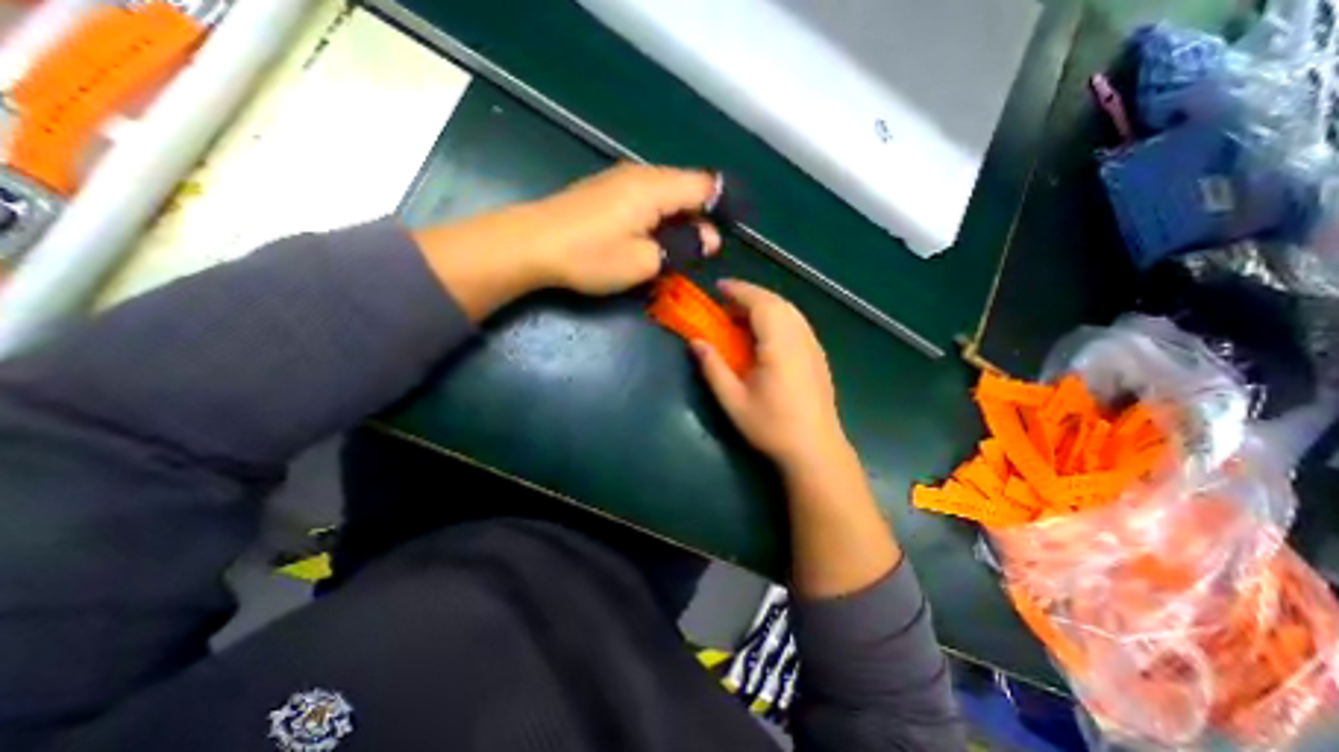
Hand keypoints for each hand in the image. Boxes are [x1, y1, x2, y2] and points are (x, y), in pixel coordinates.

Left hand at [524, 162, 722, 291]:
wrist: (530, 245)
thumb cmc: (590, 256)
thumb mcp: (644, 261)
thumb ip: (683, 247)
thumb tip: (709, 238)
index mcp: (656, 187)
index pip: (705, 186)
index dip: (721, 210)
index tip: (722, 239)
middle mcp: (641, 174)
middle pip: (686, 189)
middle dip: (697, 220)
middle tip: (694, 255)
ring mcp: (620, 180)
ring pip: (665, 195)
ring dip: (675, 222)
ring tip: (671, 252)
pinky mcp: (605, 191)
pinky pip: (645, 199)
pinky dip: (655, 219)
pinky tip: (646, 240)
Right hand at [690, 275, 844, 474]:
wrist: (815, 450)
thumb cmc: (771, 426)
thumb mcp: (733, 400)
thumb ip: (713, 367)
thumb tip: (695, 342)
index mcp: (780, 344)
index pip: (760, 303)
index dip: (739, 290)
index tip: (718, 287)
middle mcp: (800, 337)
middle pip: (777, 302)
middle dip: (750, 295)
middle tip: (725, 302)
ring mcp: (813, 345)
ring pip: (790, 311)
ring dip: (765, 305)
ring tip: (741, 316)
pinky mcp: (818, 355)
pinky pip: (797, 323)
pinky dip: (778, 316)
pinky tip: (765, 333)